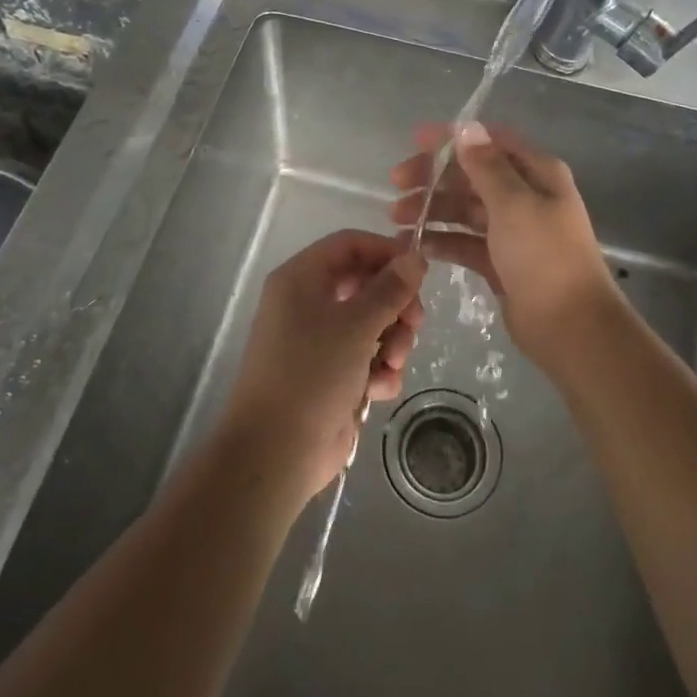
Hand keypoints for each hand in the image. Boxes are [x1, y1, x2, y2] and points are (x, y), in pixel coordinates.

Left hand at [218, 230, 425, 506]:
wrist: (276, 452)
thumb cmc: (312, 373)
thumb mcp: (357, 324)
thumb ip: (390, 288)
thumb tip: (415, 257)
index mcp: (302, 278)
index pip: (350, 244)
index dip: (386, 252)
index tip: (419, 272)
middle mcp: (307, 302)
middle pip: (365, 284)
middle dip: (395, 304)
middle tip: (415, 323)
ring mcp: (318, 340)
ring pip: (371, 322)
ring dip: (391, 341)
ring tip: (392, 363)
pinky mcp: (329, 374)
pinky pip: (365, 357)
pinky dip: (378, 369)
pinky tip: (379, 389)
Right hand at [390, 122, 621, 368]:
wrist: (571, 327)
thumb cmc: (544, 257)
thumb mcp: (514, 204)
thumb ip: (486, 165)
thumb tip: (466, 126)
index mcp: (537, 173)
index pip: (490, 142)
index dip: (453, 138)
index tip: (416, 140)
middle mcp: (525, 196)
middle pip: (472, 175)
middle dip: (434, 176)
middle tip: (396, 184)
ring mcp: (512, 230)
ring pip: (465, 209)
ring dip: (432, 208)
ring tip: (396, 219)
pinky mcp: (500, 262)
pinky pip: (464, 242)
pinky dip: (441, 240)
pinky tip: (414, 245)